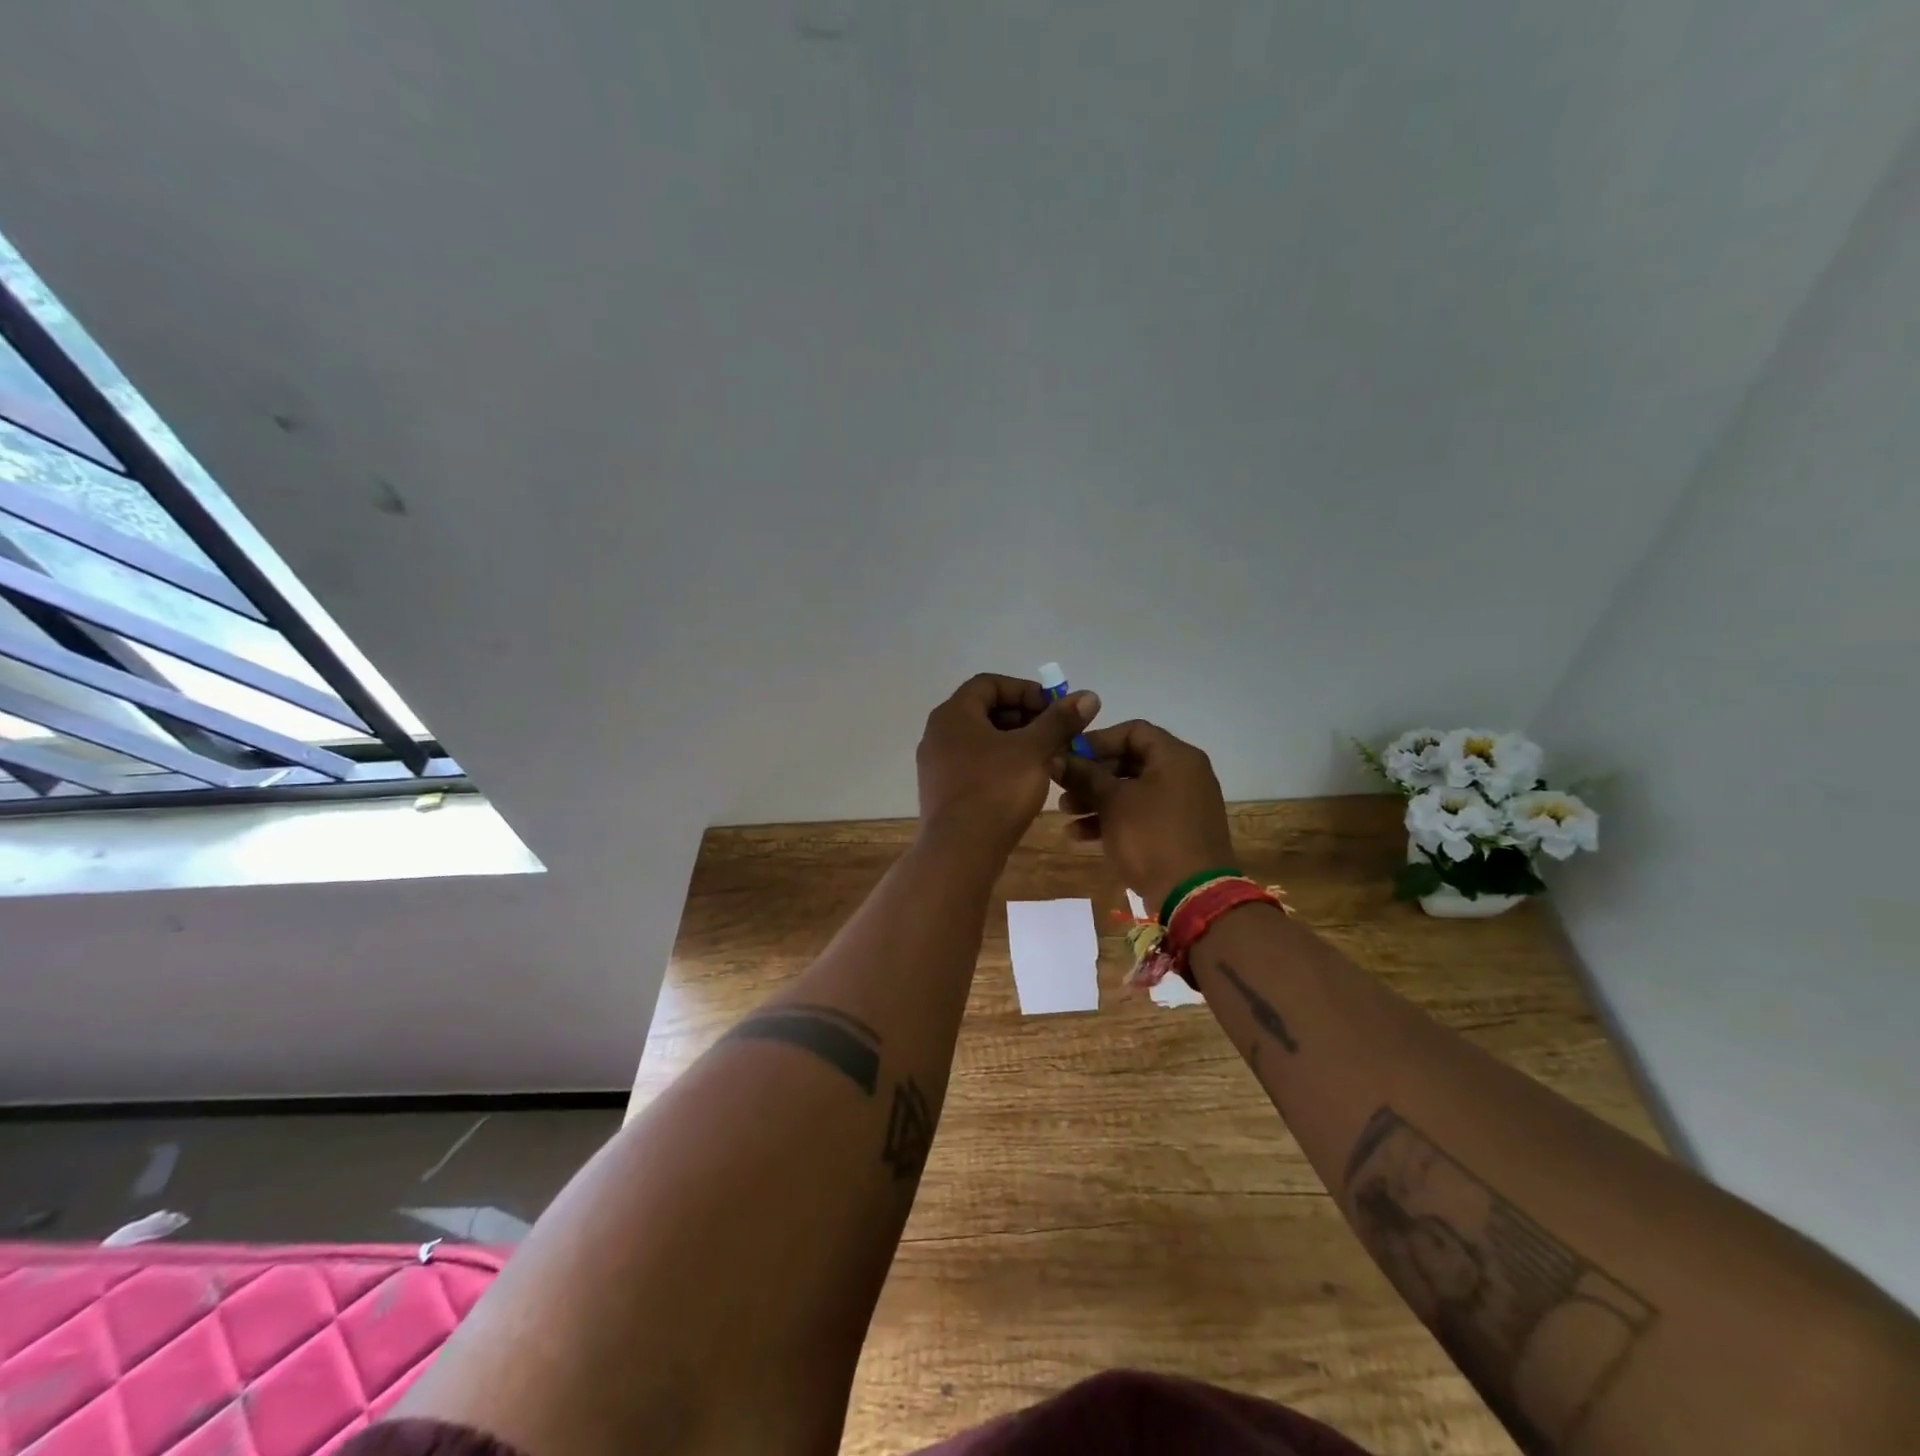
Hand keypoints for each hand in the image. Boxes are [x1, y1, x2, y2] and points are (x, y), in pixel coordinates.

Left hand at [917, 674, 1100, 852]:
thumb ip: (1060, 721)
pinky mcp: (942, 791)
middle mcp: (938, 733)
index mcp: (953, 714)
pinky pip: (974, 764)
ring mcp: (936, 764)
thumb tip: (1088, 695)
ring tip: (1047, 757)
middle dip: (1024, 718)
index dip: (1025, 690)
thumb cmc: (997, 790)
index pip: (989, 684)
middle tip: (1055, 734)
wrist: (960, 851)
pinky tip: (1025, 781)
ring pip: (981, 740)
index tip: (1054, 708)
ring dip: (1016, 742)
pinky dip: (1001, 764)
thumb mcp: (1035, 750)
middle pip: (985, 711)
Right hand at [1054, 720, 1236, 910]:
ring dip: (1097, 799)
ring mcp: (1183, 804)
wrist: (1194, 896)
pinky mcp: (1178, 831)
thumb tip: (1057, 758)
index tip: (1069, 756)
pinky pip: (1141, 814)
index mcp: (1176, 756)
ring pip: (1132, 790)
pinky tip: (1081, 835)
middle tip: (1063, 787)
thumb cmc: (1151, 837)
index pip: (1132, 731)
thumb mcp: (1112, 802)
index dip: (1097, 741)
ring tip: (1066, 813)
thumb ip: (1084, 776)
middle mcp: (1184, 773)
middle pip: (1130, 761)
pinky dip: (1114, 819)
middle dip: (1092, 775)